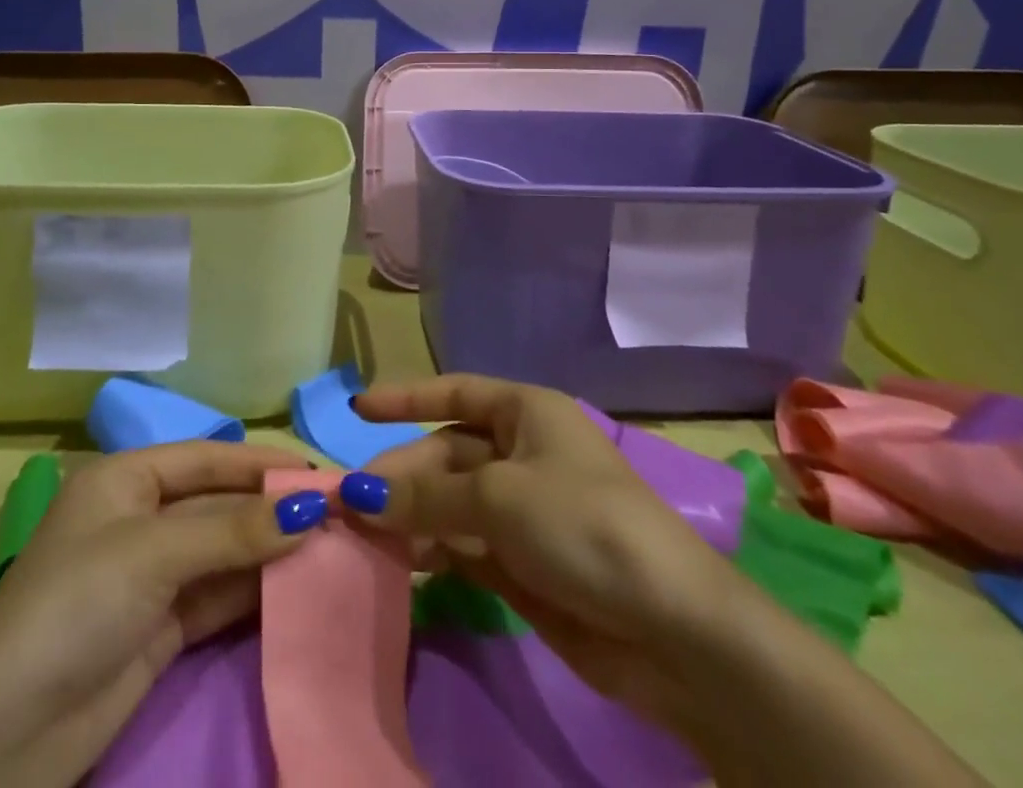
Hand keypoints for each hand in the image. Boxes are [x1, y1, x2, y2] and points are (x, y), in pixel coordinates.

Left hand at [0, 442, 328, 787]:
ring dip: (271, 551)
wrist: (2, 738)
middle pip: (220, 504)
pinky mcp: (160, 629)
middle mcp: (140, 518)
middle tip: (339, 514)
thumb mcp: (153, 554)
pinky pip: (218, 595)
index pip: (209, 457)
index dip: (263, 463)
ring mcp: (151, 576)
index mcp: (127, 479)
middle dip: (273, 508)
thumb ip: (233, 530)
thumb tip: (309, 507)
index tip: (321, 472)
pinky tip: (299, 588)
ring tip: (333, 548)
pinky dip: (254, 591)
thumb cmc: (75, 607)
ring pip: (224, 551)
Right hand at [345, 375, 987, 787]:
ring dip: (412, 516)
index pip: (454, 393)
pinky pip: (465, 544)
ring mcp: (524, 509)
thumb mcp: (497, 499)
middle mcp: (523, 452)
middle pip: (446, 453)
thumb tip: (356, 492)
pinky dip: (435, 550)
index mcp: (526, 413)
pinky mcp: (525, 562)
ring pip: (451, 502)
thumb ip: (424, 496)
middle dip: (401, 474)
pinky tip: (405, 564)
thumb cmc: (583, 526)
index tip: (356, 410)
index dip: (405, 398)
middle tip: (349, 503)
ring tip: (366, 538)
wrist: (673, 630)